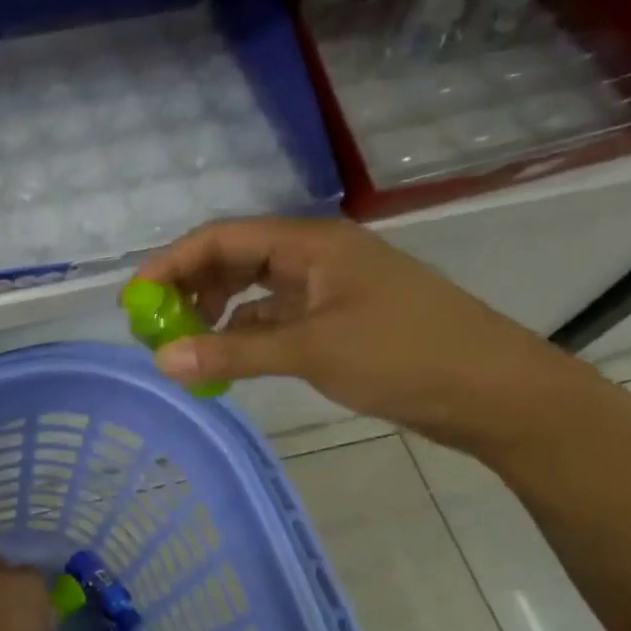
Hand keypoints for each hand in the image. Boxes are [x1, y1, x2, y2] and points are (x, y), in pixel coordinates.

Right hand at [135, 216, 592, 451]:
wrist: (495, 393)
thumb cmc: (405, 356)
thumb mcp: (312, 352)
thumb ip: (233, 355)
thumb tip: (162, 361)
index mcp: (311, 244)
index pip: (223, 238)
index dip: (172, 263)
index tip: (136, 298)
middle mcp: (315, 258)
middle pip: (234, 259)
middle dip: (190, 287)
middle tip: (155, 326)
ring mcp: (327, 289)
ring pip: (253, 290)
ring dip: (215, 313)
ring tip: (184, 344)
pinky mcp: (337, 321)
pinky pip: (274, 318)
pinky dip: (244, 335)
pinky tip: (225, 359)